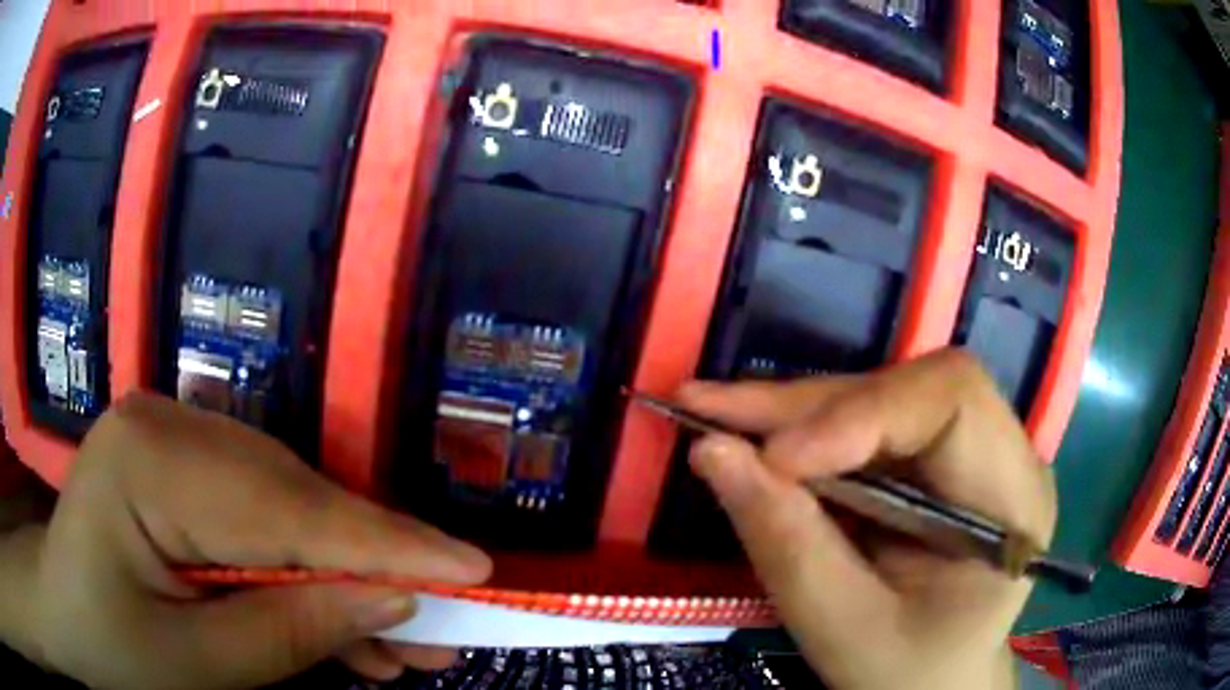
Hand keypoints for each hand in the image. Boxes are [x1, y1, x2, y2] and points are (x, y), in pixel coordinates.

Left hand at [3, 392, 491, 688]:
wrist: (65, 612)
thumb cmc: (111, 644)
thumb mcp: (197, 664)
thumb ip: (290, 631)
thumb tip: (389, 603)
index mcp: (149, 460)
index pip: (286, 508)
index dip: (384, 544)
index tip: (472, 568)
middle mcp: (170, 423)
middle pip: (295, 501)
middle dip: (373, 573)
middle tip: (442, 634)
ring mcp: (179, 435)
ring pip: (290, 509)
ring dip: (345, 580)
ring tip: (403, 647)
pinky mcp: (189, 463)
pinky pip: (264, 515)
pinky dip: (307, 572)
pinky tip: (343, 625)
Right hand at [679, 350, 1056, 689]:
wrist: (935, 681)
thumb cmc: (904, 671)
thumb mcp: (843, 629)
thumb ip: (786, 544)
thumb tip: (712, 451)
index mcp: (1013, 501)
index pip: (954, 402)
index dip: (862, 412)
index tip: (775, 458)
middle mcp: (1005, 455)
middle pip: (913, 388)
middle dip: (811, 405)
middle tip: (711, 410)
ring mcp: (974, 450)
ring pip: (884, 395)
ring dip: (798, 412)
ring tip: (718, 418)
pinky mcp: (937, 458)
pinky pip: (871, 422)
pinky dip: (809, 431)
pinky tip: (758, 439)